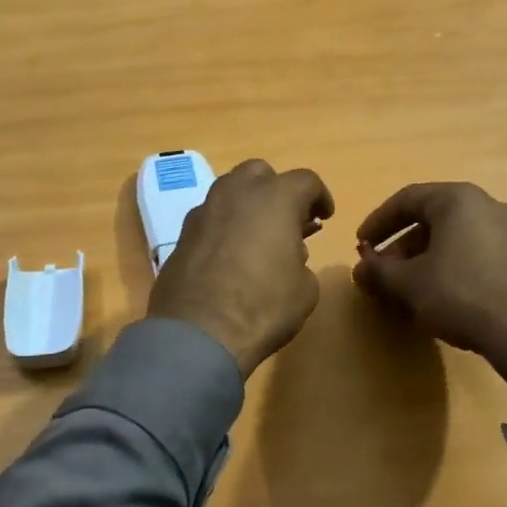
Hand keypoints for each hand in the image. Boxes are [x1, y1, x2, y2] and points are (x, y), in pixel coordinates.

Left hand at [147, 160, 334, 376]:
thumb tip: (288, 255)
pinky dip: (223, 225)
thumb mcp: (305, 289)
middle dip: (277, 189)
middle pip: (260, 173)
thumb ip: (301, 261)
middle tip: (288, 219)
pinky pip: (210, 217)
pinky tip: (229, 254)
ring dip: (247, 204)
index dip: (320, 196)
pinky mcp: (182, 234)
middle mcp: (236, 193)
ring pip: (229, 190)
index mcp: (275, 198)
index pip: (305, 180)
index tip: (324, 217)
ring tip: (257, 236)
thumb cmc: (263, 306)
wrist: (198, 333)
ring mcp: (204, 210)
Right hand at [352, 183, 506, 380]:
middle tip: (382, 272)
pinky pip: (477, 254)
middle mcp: (489, 205)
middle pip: (432, 219)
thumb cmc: (461, 294)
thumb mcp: (409, 282)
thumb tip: (361, 267)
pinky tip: (441, 296)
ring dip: (425, 259)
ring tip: (408, 289)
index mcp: (458, 199)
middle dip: (401, 247)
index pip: (407, 199)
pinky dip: (452, 267)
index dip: (378, 222)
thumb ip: (379, 270)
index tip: (360, 245)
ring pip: (456, 238)